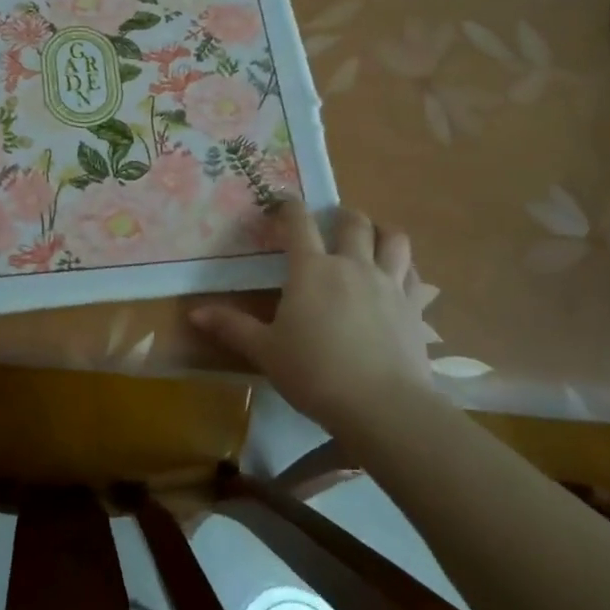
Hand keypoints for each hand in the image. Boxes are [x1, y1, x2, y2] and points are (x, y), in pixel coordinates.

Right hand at [190, 203, 438, 426]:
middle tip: (331, 223)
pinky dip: (405, 267)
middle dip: (341, 215)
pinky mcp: (414, 307)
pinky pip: (414, 274)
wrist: (382, 406)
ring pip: (393, 239)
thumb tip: (194, 313)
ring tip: (370, 240)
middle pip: (352, 222)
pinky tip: (398, 278)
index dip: (288, 207)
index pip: (298, 223)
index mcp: (312, 269)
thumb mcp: (266, 351)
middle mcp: (352, 265)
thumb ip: (232, 327)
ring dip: (380, 232)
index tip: (281, 203)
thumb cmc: (314, 373)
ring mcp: (388, 283)